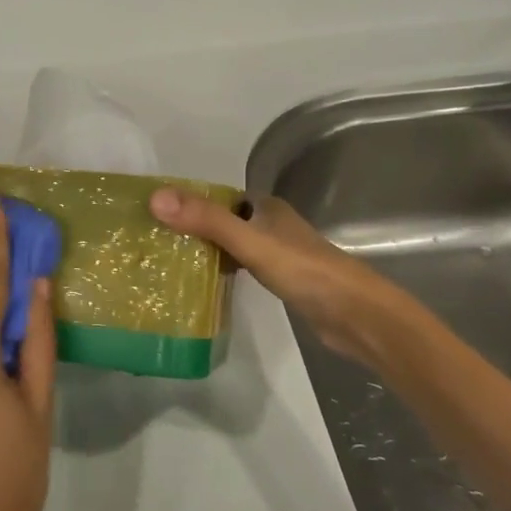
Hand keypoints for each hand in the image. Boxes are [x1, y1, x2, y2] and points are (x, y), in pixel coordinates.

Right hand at [149, 188, 397, 361]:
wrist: (354, 314)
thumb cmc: (303, 270)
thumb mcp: (249, 242)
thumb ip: (206, 221)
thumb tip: (155, 198)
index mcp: (266, 206)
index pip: (219, 196)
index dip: (190, 202)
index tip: (156, 214)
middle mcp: (273, 224)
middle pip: (225, 220)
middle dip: (196, 227)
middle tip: (158, 242)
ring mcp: (280, 253)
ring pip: (235, 244)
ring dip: (209, 250)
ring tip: (172, 262)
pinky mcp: (284, 280)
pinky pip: (245, 267)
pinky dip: (226, 270)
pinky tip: (208, 283)